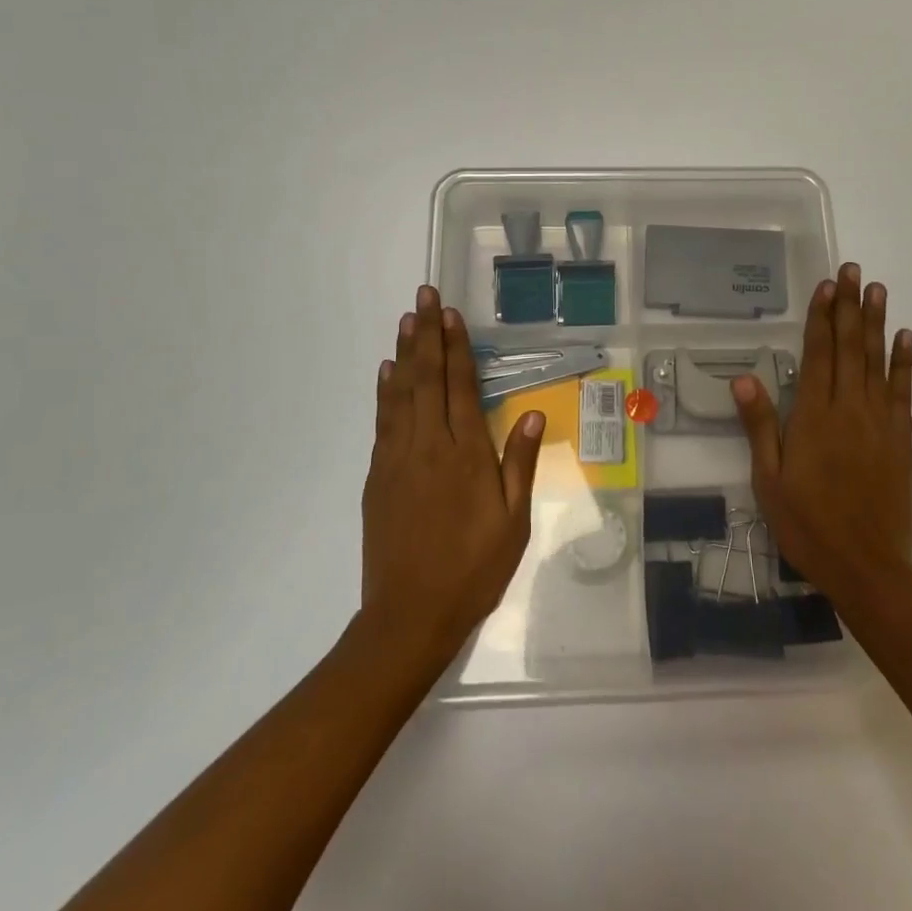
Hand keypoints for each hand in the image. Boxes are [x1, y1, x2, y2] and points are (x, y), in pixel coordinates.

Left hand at [360, 287, 544, 667]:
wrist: (410, 614)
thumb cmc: (473, 569)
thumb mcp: (513, 522)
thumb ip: (520, 464)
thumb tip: (533, 414)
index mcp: (467, 454)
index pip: (461, 387)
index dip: (457, 347)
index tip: (451, 314)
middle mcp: (430, 445)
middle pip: (427, 378)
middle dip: (427, 334)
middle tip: (423, 296)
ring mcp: (398, 458)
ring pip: (401, 393)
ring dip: (404, 353)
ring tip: (406, 319)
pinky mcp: (378, 475)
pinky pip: (382, 421)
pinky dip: (384, 391)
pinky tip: (386, 372)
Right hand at [733, 263, 911, 608]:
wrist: (868, 566)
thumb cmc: (809, 525)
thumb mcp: (770, 481)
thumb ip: (760, 427)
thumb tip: (744, 379)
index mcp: (814, 417)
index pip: (817, 354)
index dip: (821, 317)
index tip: (827, 286)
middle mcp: (849, 409)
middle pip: (848, 348)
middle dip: (849, 307)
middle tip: (853, 271)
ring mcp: (879, 422)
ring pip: (876, 361)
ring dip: (876, 323)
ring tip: (877, 290)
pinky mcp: (901, 439)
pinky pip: (902, 392)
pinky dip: (904, 363)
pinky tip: (905, 338)